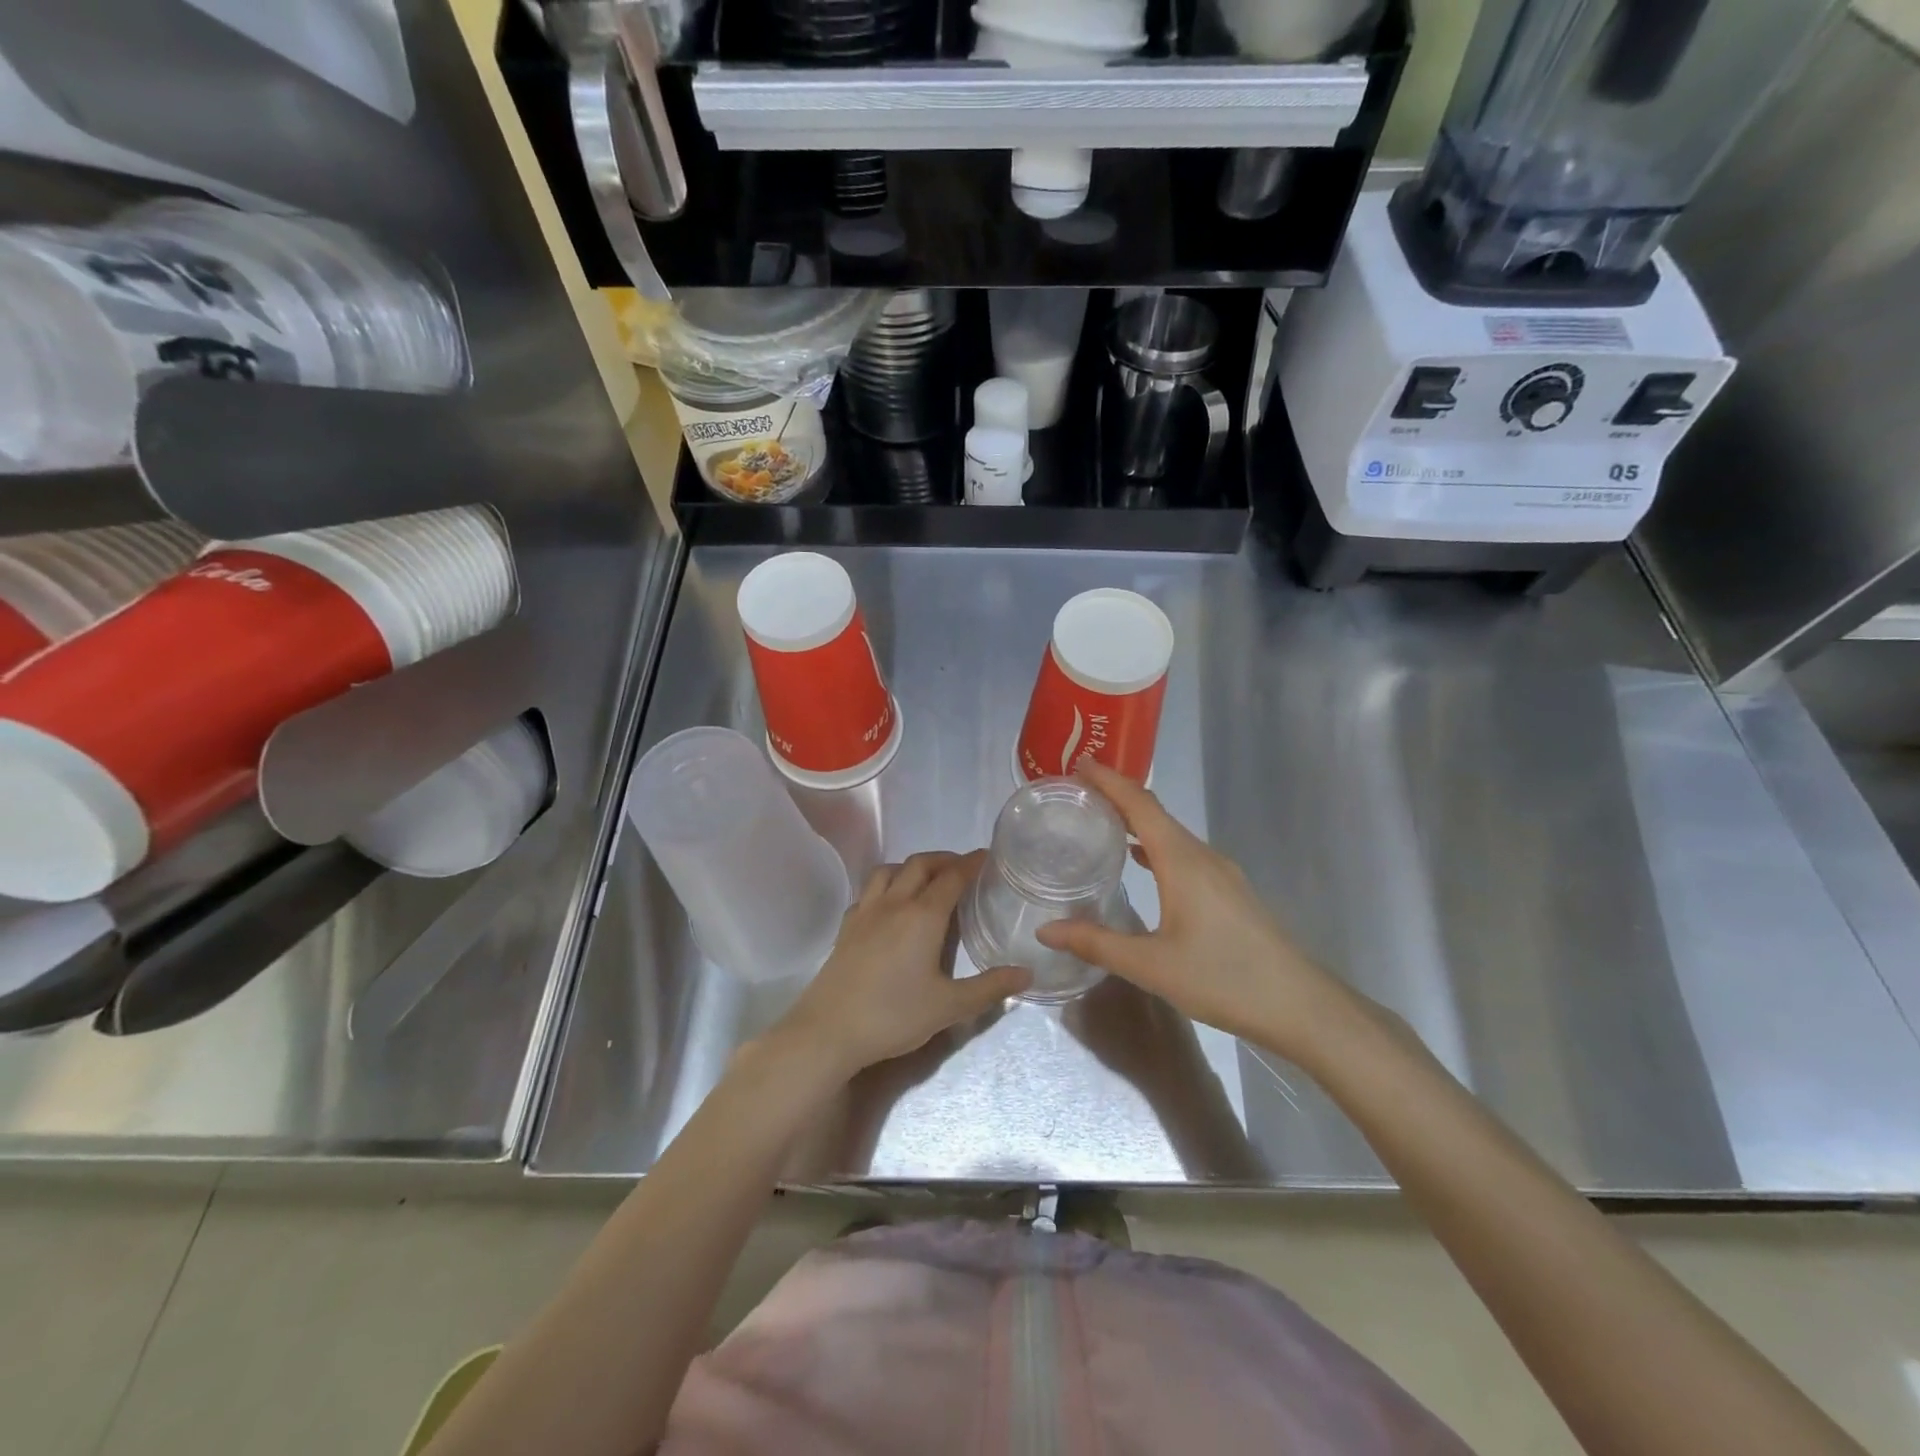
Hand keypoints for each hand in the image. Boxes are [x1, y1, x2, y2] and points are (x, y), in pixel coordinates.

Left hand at [775, 850, 1029, 1079]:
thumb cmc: (893, 1015)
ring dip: (912, 867)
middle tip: (962, 867)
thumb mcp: (949, 1007)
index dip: (971, 863)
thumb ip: (989, 988)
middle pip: (920, 864)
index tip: (987, 857)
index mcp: (923, 916)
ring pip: (889, 870)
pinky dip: (885, 885)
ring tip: (926, 880)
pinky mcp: (846, 927)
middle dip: (944, 859)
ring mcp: (865, 912)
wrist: (828, 1031)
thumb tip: (1026, 974)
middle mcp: (894, 903)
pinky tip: (889, 906)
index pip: (952, 877)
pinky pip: (868, 891)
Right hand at [1036, 761, 1353, 1061]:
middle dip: (1116, 795)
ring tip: (1099, 821)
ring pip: (1170, 832)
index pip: (1139, 804)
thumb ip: (1096, 943)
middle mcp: (1201, 855)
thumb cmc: (1224, 978)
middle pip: (1154, 811)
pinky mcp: (1228, 891)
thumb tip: (1045, 930)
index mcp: (1181, 860)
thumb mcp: (1151, 965)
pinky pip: (1183, 852)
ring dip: (1135, 820)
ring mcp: (1220, 872)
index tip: (1076, 763)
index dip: (1108, 780)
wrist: (1300, 1006)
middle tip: (1075, 792)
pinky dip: (1153, 845)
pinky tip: (1139, 861)